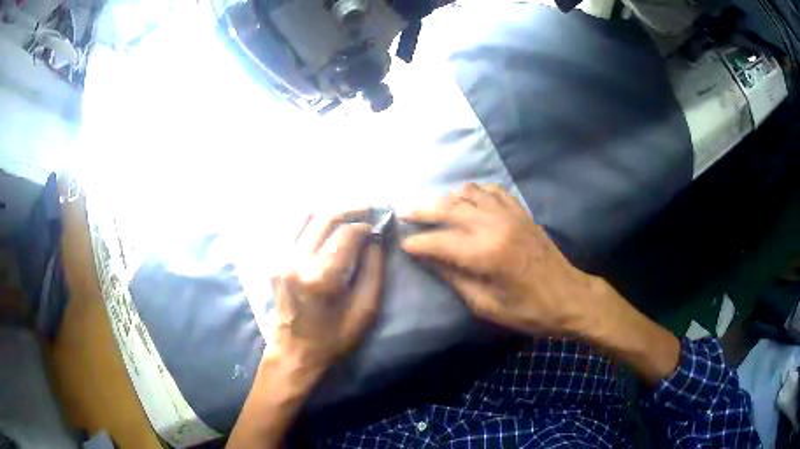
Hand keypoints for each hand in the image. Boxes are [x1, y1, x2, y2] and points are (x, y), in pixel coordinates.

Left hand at [266, 209, 384, 373]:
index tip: (378, 224)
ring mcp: (281, 258)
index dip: (366, 224)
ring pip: (306, 216)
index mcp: (321, 277)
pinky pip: (294, 229)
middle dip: (350, 208)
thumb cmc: (334, 338)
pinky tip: (326, 228)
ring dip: (330, 211)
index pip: (346, 233)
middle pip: (325, 216)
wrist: (294, 352)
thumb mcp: (365, 310)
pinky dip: (313, 221)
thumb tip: (376, 236)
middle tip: (368, 208)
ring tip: (348, 215)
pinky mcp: (275, 260)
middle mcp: (297, 261)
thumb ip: (373, 269)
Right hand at [402, 184, 679, 384]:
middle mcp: (495, 225)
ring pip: (469, 193)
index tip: (402, 243)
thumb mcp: (486, 305)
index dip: (417, 242)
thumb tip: (429, 259)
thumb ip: (455, 278)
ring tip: (434, 208)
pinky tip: (467, 200)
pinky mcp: (521, 212)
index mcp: (485, 253)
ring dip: (447, 198)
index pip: (439, 241)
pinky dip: (474, 192)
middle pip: (449, 208)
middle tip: (404, 213)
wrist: (569, 296)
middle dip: (423, 210)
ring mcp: (510, 214)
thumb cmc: (528, 310)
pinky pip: (492, 191)